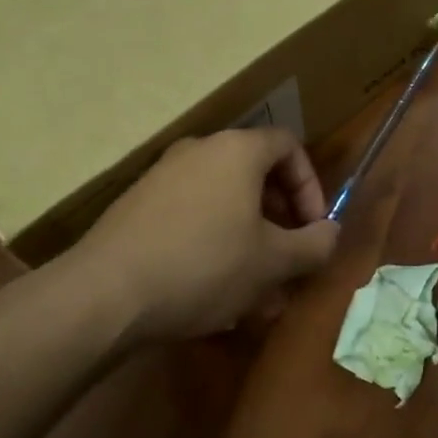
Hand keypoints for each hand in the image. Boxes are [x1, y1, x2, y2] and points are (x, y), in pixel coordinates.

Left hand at [77, 127, 340, 344]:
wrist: (105, 292)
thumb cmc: (204, 266)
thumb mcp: (273, 262)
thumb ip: (314, 244)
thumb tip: (331, 233)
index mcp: (237, 151)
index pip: (289, 146)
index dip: (310, 185)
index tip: (312, 227)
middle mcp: (199, 151)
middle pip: (255, 175)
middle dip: (279, 219)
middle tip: (286, 260)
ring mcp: (163, 176)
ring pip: (223, 202)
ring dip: (248, 239)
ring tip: (254, 290)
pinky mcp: (137, 206)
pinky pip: (191, 216)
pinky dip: (212, 243)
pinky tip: (212, 292)